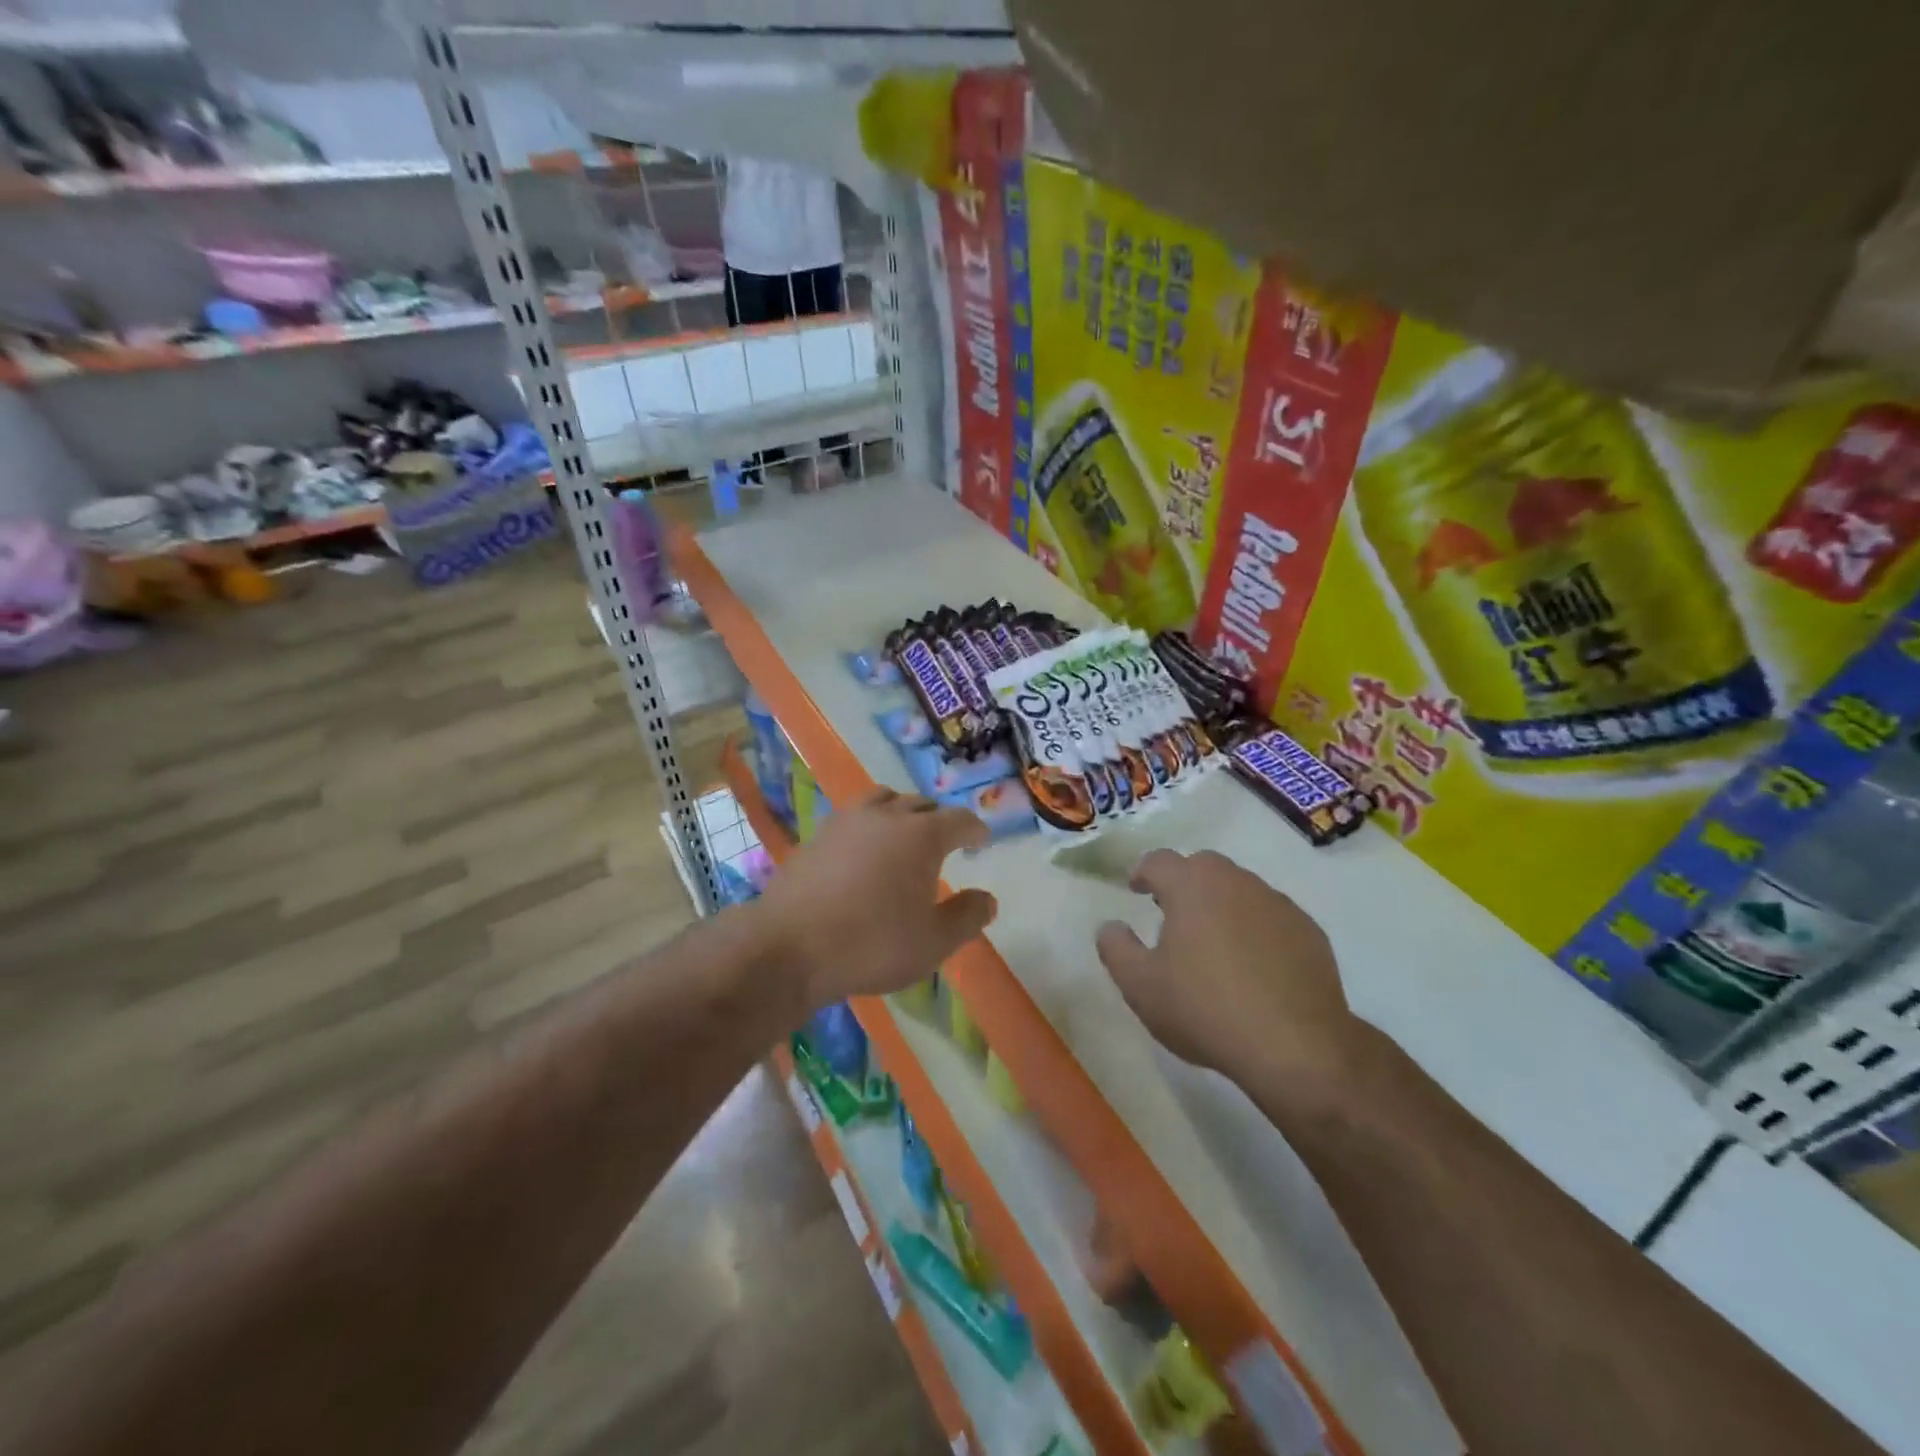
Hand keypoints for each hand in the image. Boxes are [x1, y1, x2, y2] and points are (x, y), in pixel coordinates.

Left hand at [753, 788, 996, 1010]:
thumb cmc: (872, 944)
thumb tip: (987, 899)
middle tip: (946, 841)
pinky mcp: (816, 836)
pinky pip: (853, 818)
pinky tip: (864, 852)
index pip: (959, 820)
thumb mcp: (933, 942)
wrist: (789, 947)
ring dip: (901, 812)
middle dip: (939, 819)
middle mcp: (886, 817)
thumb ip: (966, 917)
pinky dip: (869, 826)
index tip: (982, 841)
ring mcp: (846, 822)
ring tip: (904, 834)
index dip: (975, 830)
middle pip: (920, 804)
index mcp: (921, 835)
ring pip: (883, 801)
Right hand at [1094, 849, 1361, 1093]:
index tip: (1136, 888)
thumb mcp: (1140, 986)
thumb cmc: (1205, 1009)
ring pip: (1240, 888)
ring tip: (1213, 940)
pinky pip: (1271, 916)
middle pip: (1202, 866)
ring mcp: (1277, 903)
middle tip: (1172, 911)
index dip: (1142, 871)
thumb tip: (1110, 926)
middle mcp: (1235, 882)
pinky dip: (1255, 927)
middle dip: (1183, 881)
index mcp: (1191, 885)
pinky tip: (1253, 964)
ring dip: (1221, 902)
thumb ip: (1116, 948)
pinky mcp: (1309, 931)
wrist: (1296, 1047)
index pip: (1158, 860)